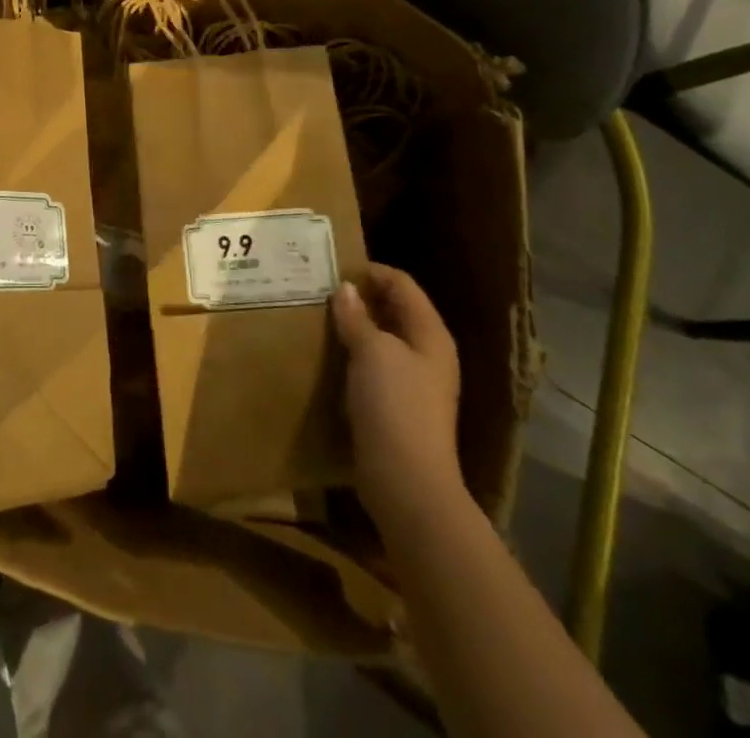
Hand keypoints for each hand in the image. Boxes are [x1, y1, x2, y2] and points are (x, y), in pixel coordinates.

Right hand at [332, 265, 469, 555]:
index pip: (403, 285)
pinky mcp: (397, 405)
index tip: (334, 267)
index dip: (371, 271)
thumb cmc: (394, 406)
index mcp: (430, 334)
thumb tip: (345, 289)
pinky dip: (354, 354)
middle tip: (321, 289)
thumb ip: (357, 317)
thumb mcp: (372, 352)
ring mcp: (415, 381)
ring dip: (355, 326)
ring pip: (383, 339)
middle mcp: (427, 353)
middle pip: (395, 310)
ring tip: (319, 317)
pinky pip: (375, 366)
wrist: (407, 482)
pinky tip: (329, 355)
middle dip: (361, 297)